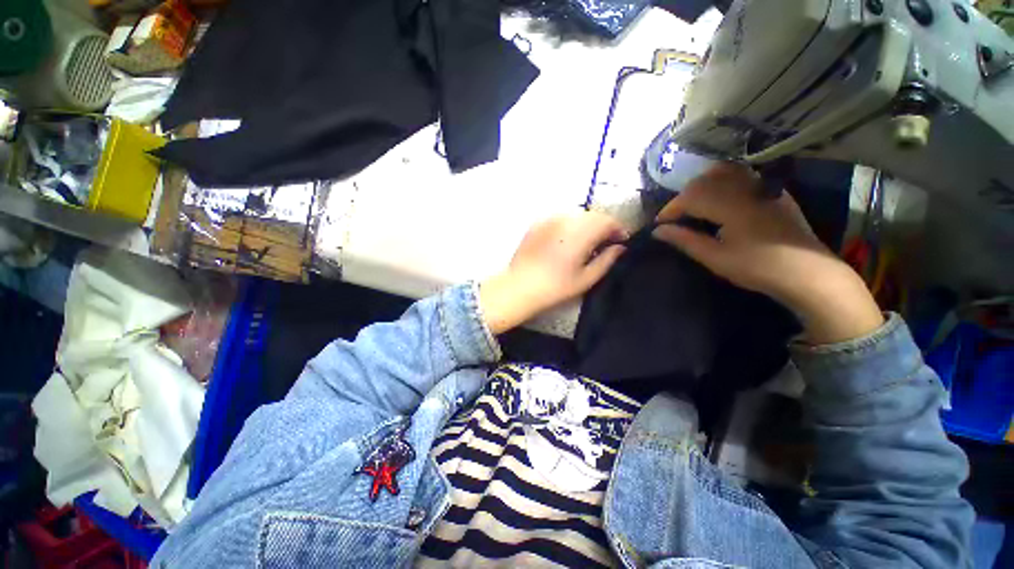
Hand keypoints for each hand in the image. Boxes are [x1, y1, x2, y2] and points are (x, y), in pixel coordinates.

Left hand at [480, 212, 627, 333]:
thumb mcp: (586, 278)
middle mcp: (566, 219)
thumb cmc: (556, 286)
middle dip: (603, 227)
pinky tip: (566, 241)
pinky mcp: (537, 223)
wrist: (520, 286)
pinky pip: (560, 218)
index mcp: (581, 232)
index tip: (620, 242)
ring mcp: (550, 219)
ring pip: (576, 215)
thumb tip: (620, 248)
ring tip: (585, 243)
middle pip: (593, 215)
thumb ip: (607, 259)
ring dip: (586, 225)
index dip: (618, 230)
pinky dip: (569, 225)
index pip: (608, 221)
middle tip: (604, 244)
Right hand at [653, 162, 882, 343]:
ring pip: (723, 172)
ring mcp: (762, 186)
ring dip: (702, 185)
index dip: (670, 209)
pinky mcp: (772, 190)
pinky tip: (719, 198)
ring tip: (694, 205)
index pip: (690, 196)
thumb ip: (685, 240)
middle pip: (704, 180)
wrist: (807, 272)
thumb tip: (658, 231)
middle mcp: (745, 188)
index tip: (660, 225)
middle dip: (683, 197)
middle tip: (675, 218)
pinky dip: (722, 181)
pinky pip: (741, 175)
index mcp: (730, 205)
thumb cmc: (757, 268)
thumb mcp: (715, 258)